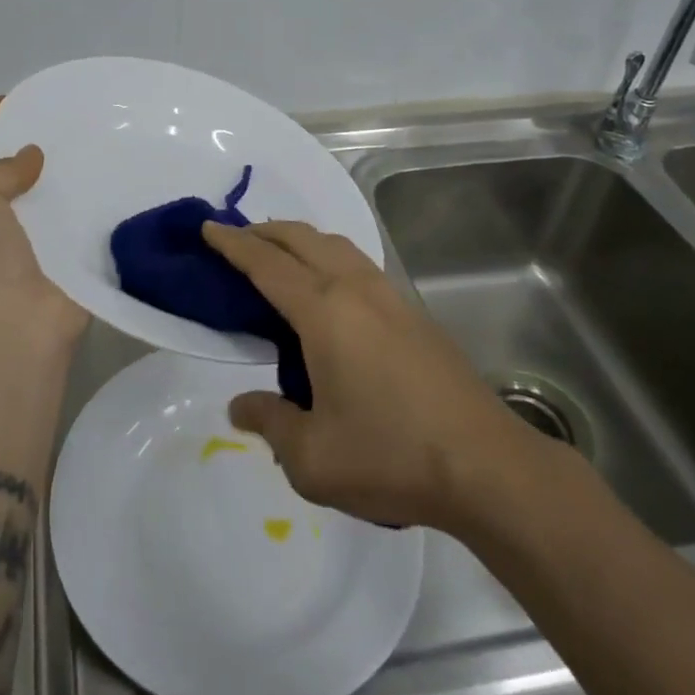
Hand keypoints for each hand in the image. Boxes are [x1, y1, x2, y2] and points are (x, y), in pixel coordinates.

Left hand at [0, 96, 88, 359]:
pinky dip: (76, 199)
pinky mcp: (56, 262)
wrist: (11, 329)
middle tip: (26, 108)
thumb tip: (29, 158)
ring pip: (29, 198)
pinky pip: (64, 220)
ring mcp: (16, 248)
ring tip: (66, 133)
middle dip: (1, 143)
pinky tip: (97, 174)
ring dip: (44, 170)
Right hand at [204, 219, 559, 529]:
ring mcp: (391, 297)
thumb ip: (270, 424)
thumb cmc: (390, 456)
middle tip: (236, 239)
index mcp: (324, 312)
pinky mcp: (414, 314)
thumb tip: (241, 406)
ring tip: (279, 257)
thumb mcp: (312, 457)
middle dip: (265, 231)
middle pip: (302, 239)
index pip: (266, 264)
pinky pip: (359, 265)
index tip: (208, 229)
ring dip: (301, 240)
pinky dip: (329, 258)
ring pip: (337, 245)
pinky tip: (329, 290)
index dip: (233, 244)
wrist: (486, 466)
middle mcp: (356, 289)